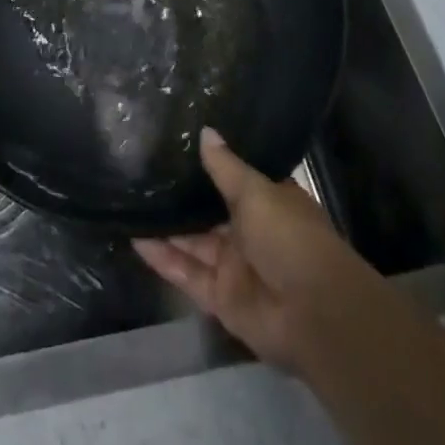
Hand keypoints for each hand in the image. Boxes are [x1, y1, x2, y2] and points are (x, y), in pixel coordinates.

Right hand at [133, 129, 381, 373]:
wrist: (313, 314)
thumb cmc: (290, 237)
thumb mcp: (256, 192)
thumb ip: (225, 167)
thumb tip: (205, 131)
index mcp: (267, 201)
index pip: (234, 176)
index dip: (209, 162)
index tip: (176, 140)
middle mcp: (250, 231)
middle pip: (209, 210)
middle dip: (181, 195)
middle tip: (142, 167)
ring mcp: (234, 265)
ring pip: (193, 241)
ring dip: (166, 225)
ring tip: (132, 199)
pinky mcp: (220, 297)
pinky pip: (186, 273)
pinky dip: (163, 258)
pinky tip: (135, 237)